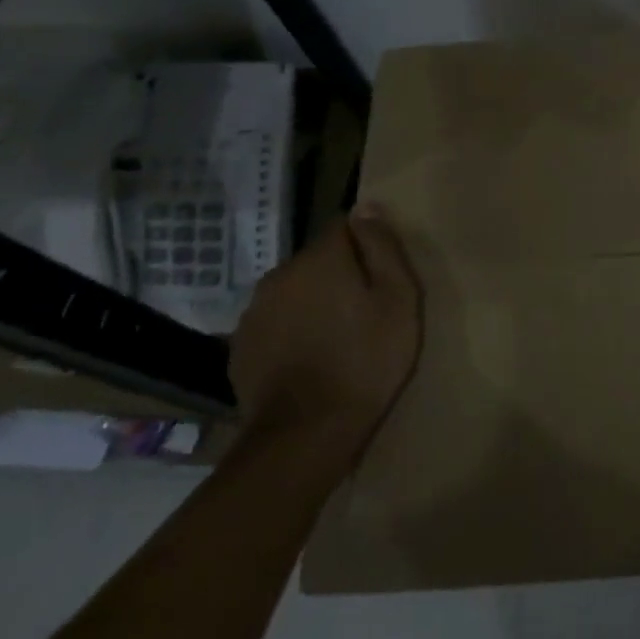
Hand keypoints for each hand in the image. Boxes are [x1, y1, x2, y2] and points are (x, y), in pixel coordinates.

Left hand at [228, 203, 422, 462]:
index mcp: (320, 260)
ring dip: (314, 302)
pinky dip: (293, 330)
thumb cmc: (367, 359)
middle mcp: (280, 275)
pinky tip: (310, 357)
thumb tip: (366, 207)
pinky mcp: (241, 346)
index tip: (382, 274)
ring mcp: (254, 312)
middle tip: (366, 310)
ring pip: (294, 291)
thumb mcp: (398, 299)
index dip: (367, 245)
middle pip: (317, 260)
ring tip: (337, 336)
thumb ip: (382, 248)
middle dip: (340, 275)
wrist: (307, 431)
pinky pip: (275, 322)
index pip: (343, 227)